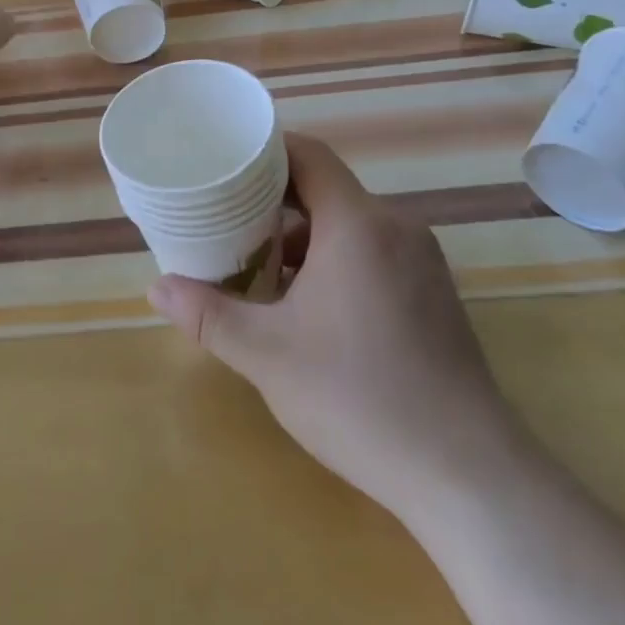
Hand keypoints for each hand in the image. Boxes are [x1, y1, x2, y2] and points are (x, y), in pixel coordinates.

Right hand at [148, 134, 520, 515]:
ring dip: (304, 234)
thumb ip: (209, 315)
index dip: (266, 150)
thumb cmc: (359, 397)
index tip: (225, 163)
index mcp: (358, 223)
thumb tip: (156, 288)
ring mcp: (421, 261)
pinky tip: (308, 303)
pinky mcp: (433, 294)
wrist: (467, 474)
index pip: (309, 155)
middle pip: (327, 187)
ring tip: (258, 262)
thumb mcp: (268, 355)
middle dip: (274, 198)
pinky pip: (374, 251)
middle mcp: (395, 227)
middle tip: (227, 215)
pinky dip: (335, 258)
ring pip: (350, 223)